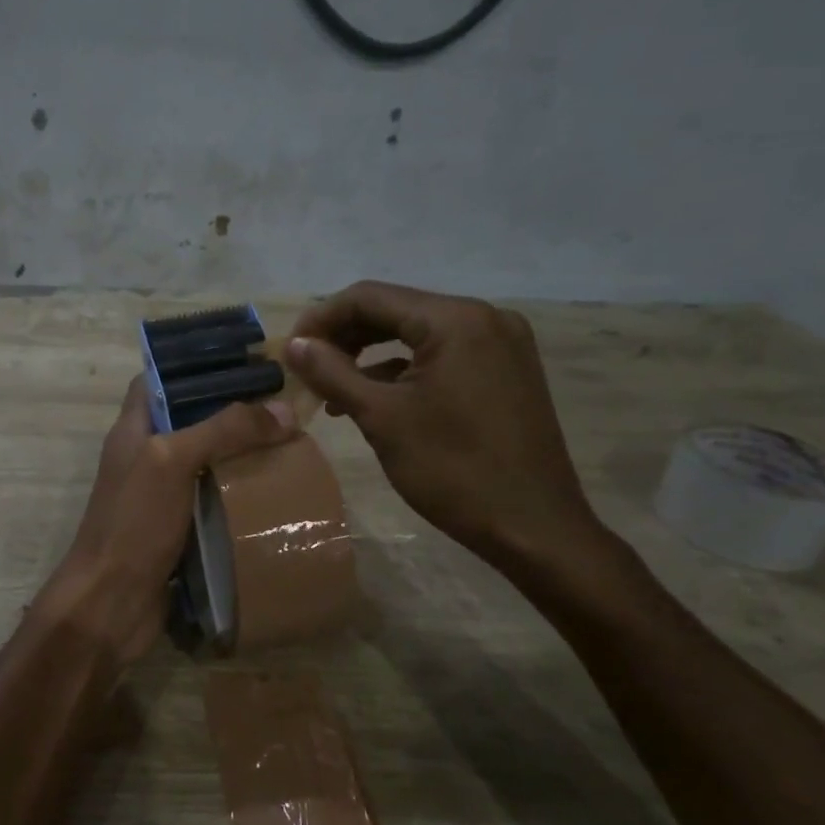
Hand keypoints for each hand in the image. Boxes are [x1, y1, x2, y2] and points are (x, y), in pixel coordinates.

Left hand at [42, 377, 295, 666]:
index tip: (241, 362)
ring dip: (241, 456)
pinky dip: (240, 495)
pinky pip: (214, 501)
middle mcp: (146, 457)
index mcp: (133, 430)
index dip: (194, 366)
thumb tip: (283, 410)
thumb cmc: (134, 522)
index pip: (158, 380)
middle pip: (190, 421)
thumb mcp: (173, 461)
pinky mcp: (179, 530)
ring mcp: (161, 496)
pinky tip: (275, 494)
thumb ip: (224, 430)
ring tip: (289, 446)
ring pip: (206, 463)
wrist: (111, 603)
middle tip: (281, 408)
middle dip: (232, 413)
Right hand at [287, 281, 604, 573]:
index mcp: (455, 320)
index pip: (370, 296)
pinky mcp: (505, 369)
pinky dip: (403, 369)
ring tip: (331, 387)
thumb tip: (294, 344)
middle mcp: (483, 316)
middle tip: (306, 369)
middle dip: (345, 336)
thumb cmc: (453, 470)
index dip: (321, 318)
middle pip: (395, 309)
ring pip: (417, 333)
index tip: (290, 350)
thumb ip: (332, 373)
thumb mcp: (382, 418)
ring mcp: (500, 343)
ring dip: (370, 353)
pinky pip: (442, 354)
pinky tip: (373, 397)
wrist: (534, 528)